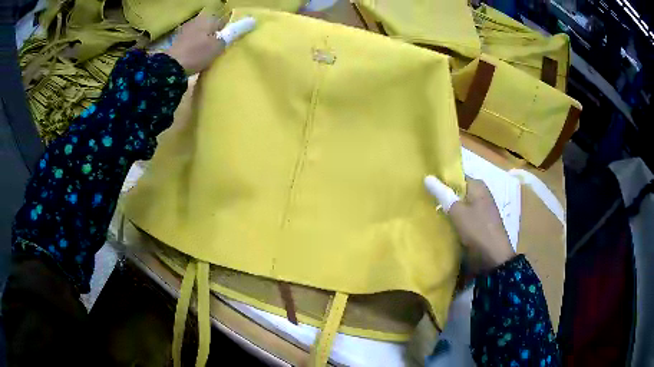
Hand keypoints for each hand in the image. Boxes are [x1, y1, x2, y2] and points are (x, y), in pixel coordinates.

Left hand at [164, 12, 254, 74]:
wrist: (170, 68)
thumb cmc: (197, 53)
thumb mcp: (219, 44)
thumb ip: (235, 32)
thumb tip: (253, 20)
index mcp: (208, 19)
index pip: (225, 19)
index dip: (230, 29)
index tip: (233, 40)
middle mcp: (196, 21)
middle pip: (212, 26)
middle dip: (217, 34)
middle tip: (224, 47)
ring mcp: (185, 31)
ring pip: (202, 33)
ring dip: (207, 40)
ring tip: (212, 52)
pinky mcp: (178, 43)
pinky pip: (193, 41)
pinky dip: (197, 46)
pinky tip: (199, 55)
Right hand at [424, 176, 514, 273]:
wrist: (493, 258)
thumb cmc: (477, 230)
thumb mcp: (458, 211)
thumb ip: (442, 194)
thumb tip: (427, 177)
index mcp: (478, 186)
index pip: (456, 176)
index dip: (441, 179)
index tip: (424, 183)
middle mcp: (480, 195)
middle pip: (457, 192)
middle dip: (442, 195)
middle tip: (421, 197)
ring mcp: (480, 211)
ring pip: (459, 206)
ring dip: (446, 209)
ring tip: (425, 210)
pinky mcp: (478, 225)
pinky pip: (462, 218)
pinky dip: (452, 220)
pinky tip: (439, 223)